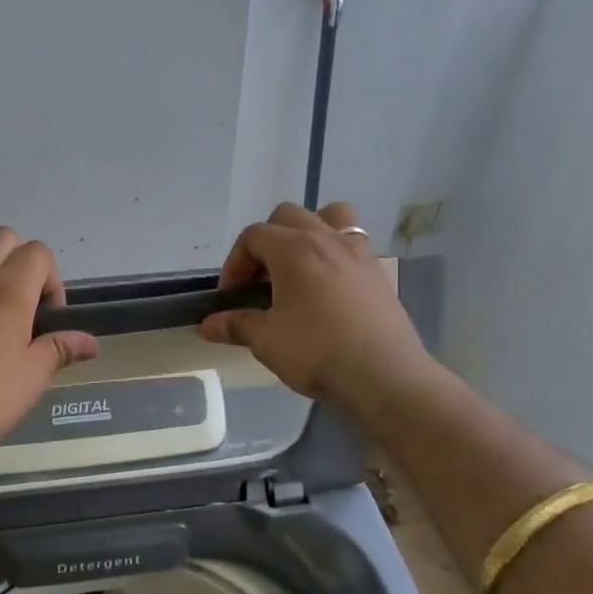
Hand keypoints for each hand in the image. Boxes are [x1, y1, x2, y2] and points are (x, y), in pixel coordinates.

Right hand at [199, 202, 437, 415]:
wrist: (385, 377)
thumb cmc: (318, 353)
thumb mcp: (267, 341)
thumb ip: (236, 325)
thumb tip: (206, 325)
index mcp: (294, 250)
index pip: (253, 236)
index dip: (234, 263)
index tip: (231, 296)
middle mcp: (327, 239)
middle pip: (288, 216)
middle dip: (267, 241)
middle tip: (261, 279)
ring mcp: (358, 252)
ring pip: (330, 216)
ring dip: (308, 232)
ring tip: (300, 267)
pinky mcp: (378, 272)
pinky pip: (353, 242)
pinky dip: (334, 253)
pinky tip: (329, 289)